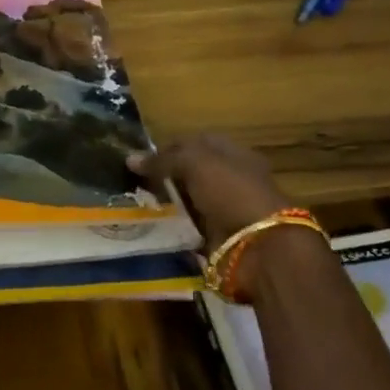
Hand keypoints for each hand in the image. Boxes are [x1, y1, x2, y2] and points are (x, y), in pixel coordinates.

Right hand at [128, 133, 291, 246]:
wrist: (259, 246)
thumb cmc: (232, 192)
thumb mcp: (196, 164)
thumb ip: (163, 160)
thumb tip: (130, 158)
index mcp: (233, 155)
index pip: (196, 143)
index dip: (169, 147)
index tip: (141, 158)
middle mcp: (230, 180)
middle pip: (191, 173)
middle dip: (164, 176)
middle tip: (133, 181)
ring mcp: (225, 210)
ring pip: (188, 201)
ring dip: (166, 203)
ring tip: (135, 203)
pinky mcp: (217, 236)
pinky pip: (189, 227)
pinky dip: (173, 227)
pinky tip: (150, 226)